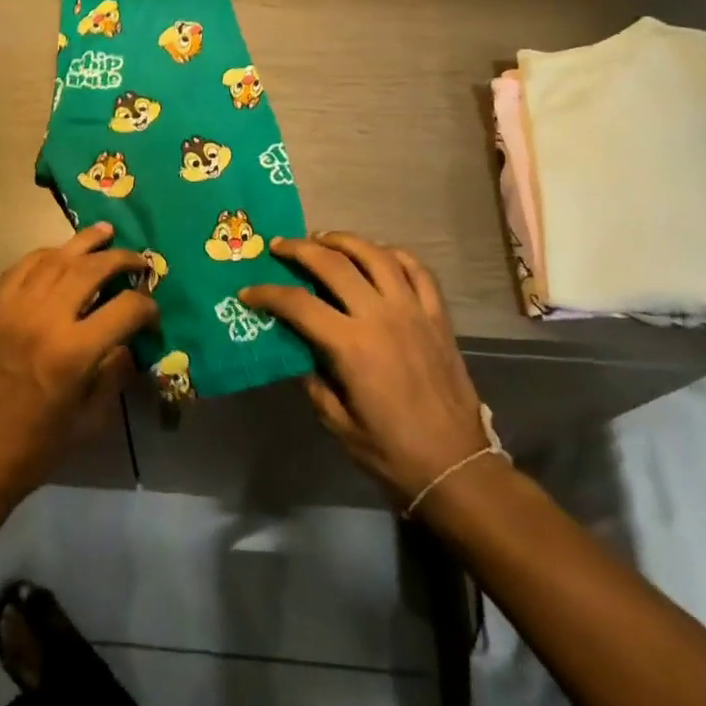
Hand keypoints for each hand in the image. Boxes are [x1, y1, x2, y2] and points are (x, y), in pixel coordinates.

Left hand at [0, 223, 157, 510]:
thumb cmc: (36, 448)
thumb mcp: (90, 420)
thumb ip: (114, 374)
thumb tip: (128, 343)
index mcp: (73, 353)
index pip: (124, 308)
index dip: (146, 306)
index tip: (152, 313)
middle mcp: (43, 319)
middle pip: (90, 269)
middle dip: (121, 259)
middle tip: (140, 261)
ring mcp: (13, 310)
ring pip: (54, 258)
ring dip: (84, 243)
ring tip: (106, 233)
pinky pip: (21, 268)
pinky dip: (45, 255)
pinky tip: (60, 254)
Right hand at [240, 233, 490, 506]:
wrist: (456, 466)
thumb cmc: (392, 452)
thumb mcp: (338, 423)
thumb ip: (314, 381)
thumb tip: (298, 352)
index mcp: (352, 346)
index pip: (299, 304)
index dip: (268, 294)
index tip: (248, 292)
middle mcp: (382, 316)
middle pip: (335, 265)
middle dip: (301, 249)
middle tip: (280, 246)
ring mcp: (414, 311)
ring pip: (376, 255)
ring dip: (345, 241)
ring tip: (324, 239)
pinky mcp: (438, 316)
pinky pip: (417, 270)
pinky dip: (394, 254)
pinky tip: (378, 254)